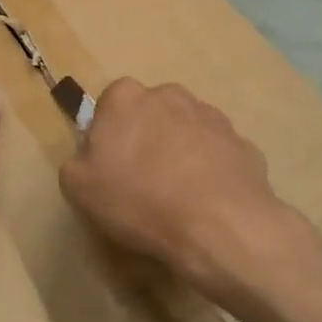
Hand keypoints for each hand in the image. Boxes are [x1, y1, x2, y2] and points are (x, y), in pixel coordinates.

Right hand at [60, 78, 321, 315]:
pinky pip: (217, 155)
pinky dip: (211, 172)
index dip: (107, 137)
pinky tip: (207, 204)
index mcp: (126, 97)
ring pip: (186, 131)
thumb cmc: (139, 200)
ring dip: (180, 153)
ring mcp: (212, 117)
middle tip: (142, 182)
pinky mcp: (243, 143)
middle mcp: (170, 95)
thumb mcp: (78, 187)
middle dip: (146, 139)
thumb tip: (92, 157)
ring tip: (178, 197)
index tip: (109, 168)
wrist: (219, 226)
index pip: (109, 106)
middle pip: (150, 114)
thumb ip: (78, 161)